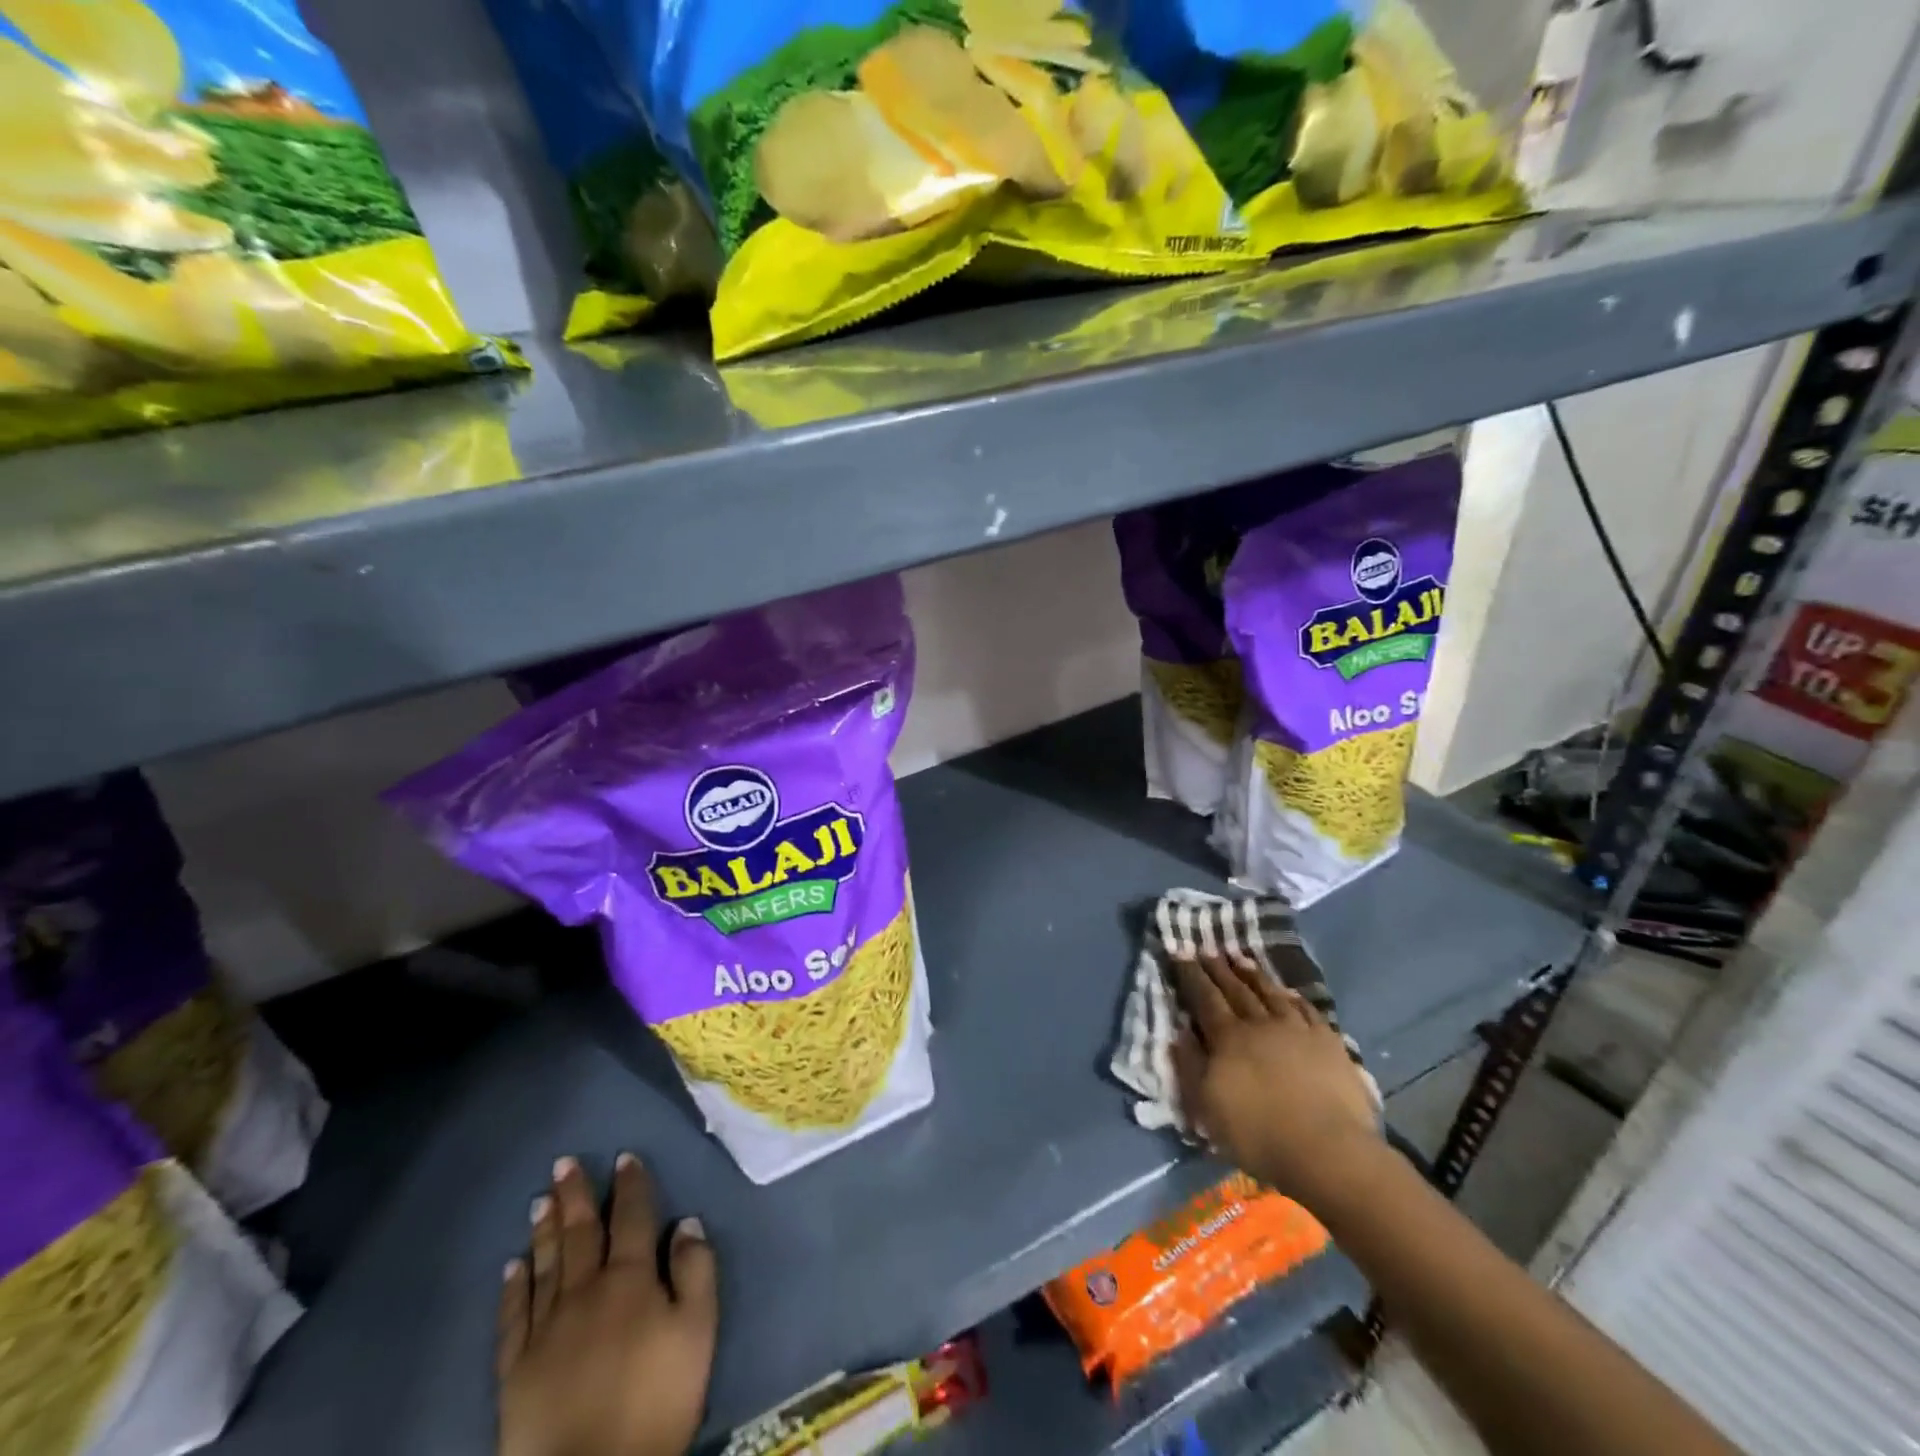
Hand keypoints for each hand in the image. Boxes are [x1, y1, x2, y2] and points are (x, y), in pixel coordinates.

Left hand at [498, 1154, 717, 1455]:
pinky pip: (514, 1315)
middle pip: (582, 1232)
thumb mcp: (698, 1332)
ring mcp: (547, 1327)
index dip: (631, 1185)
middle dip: (576, 1195)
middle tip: (564, 1163)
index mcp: (632, 1278)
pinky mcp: (516, 1367)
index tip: (625, 1156)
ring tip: (541, 1199)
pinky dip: (514, 1286)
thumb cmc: (656, 1400)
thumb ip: (696, 1272)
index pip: (633, 1218)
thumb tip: (687, 1222)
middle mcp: (586, 1290)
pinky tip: (512, 1265)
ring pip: (546, 1264)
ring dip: (544, 1229)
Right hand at [1171, 953, 1382, 1209]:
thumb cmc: (1258, 1133)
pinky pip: (1307, 1010)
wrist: (1328, 1151)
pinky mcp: (1329, 1043)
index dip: (1190, 974)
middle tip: (1207, 948)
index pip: (1204, 997)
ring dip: (1253, 974)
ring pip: (1270, 993)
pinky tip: (1289, 991)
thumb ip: (1190, 1065)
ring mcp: (1297, 1030)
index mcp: (1228, 1037)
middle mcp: (1260, 1024)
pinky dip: (1294, 998)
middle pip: (1235, 989)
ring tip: (1241, 957)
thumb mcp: (1206, 1106)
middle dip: (1218, 968)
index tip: (1180, 951)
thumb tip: (1179, 1032)